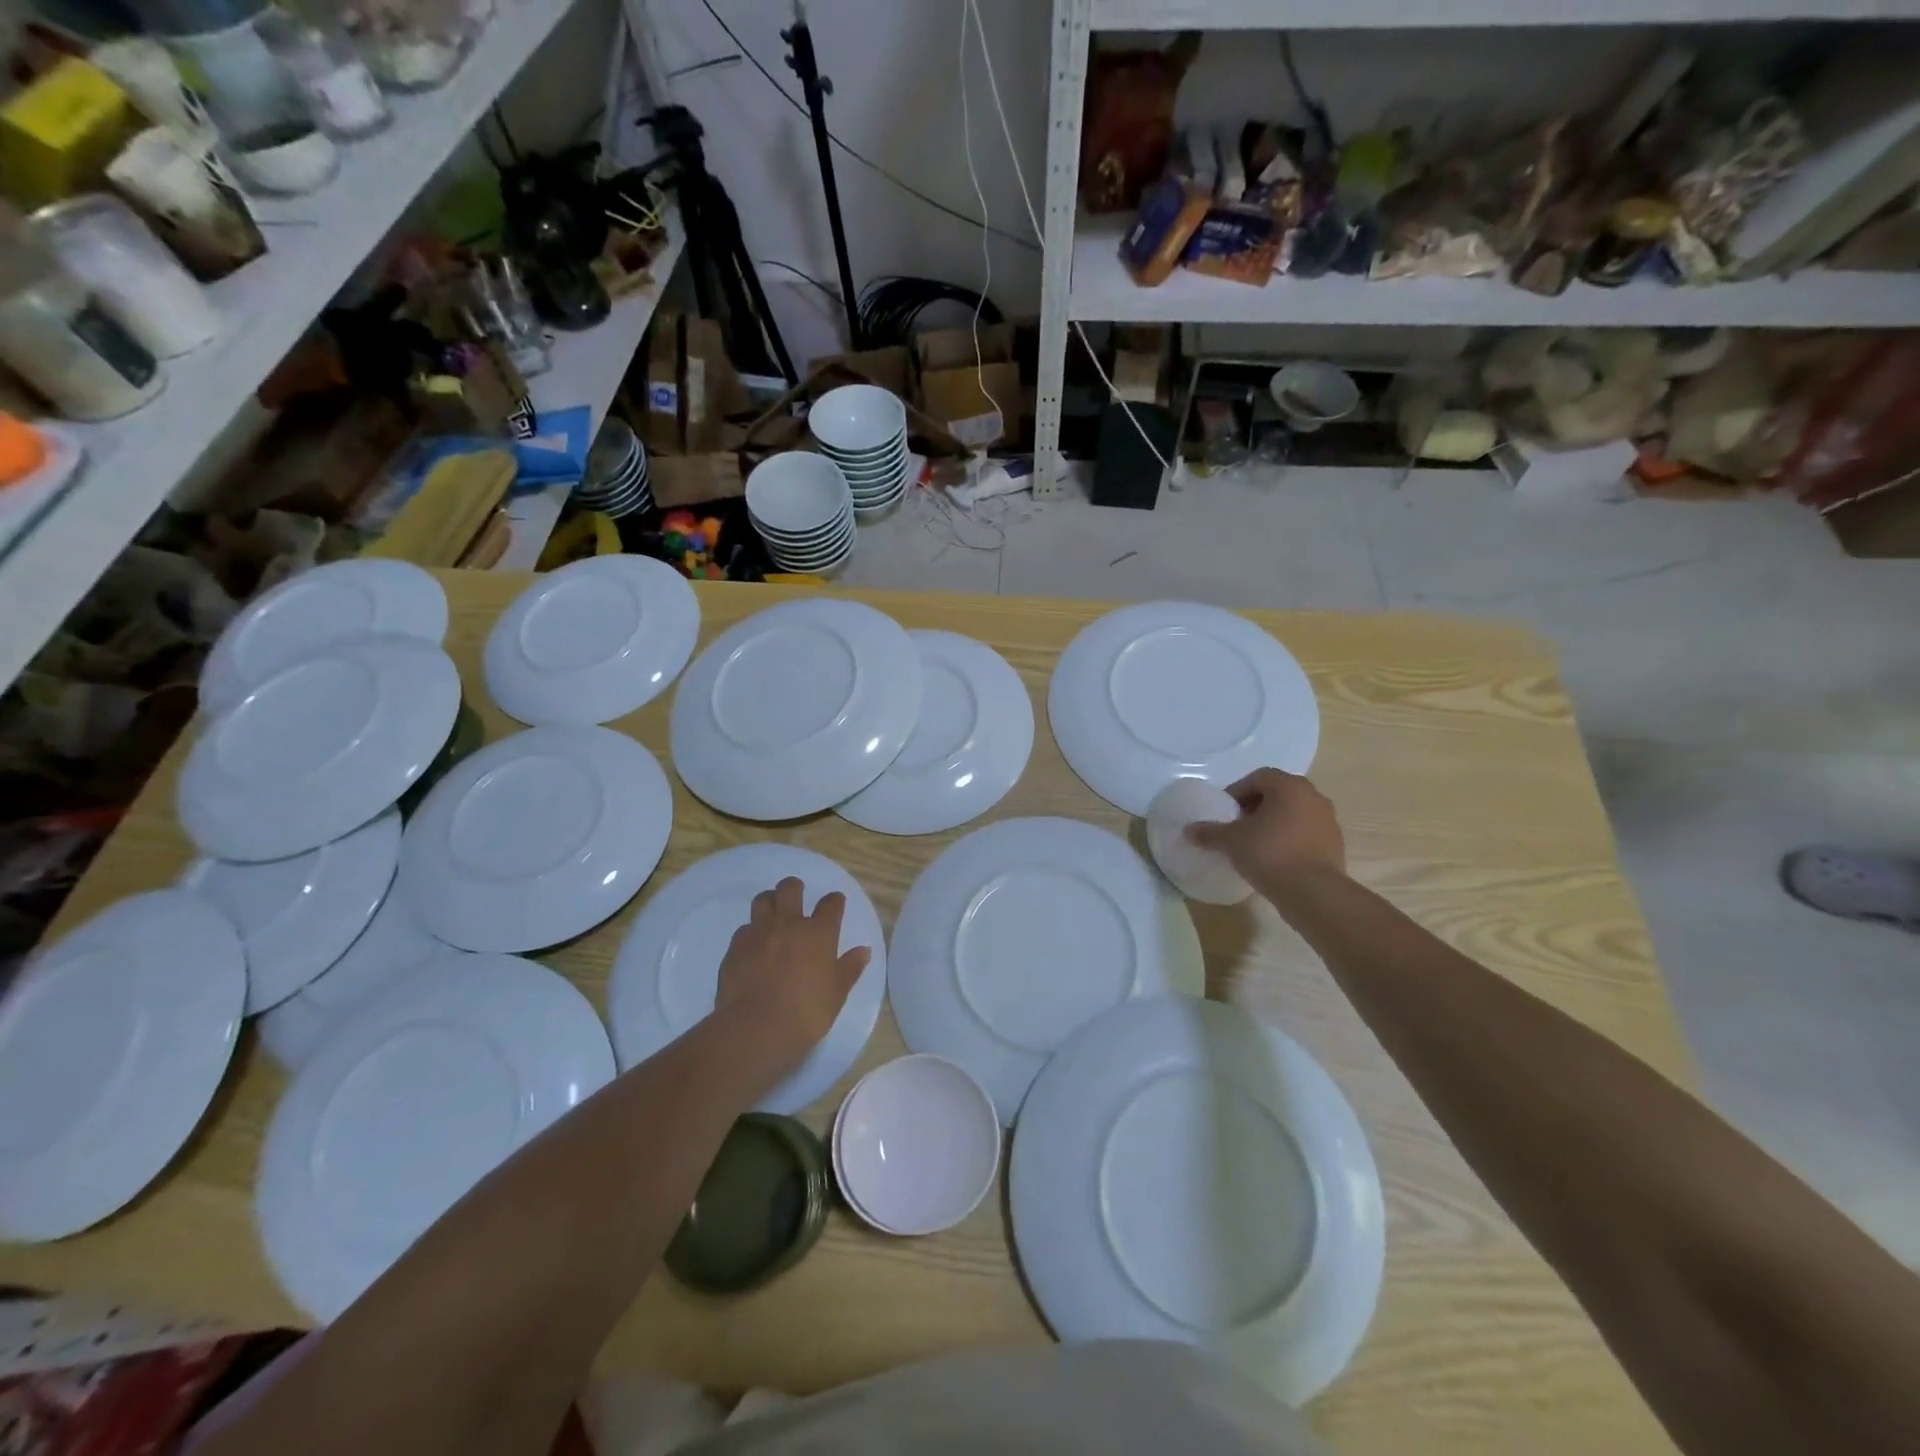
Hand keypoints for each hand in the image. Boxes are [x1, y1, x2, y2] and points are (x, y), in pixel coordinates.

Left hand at [714, 877, 870, 1064]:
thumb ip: (850, 968)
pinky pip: (744, 929)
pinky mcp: (735, 948)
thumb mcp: (837, 993)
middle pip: (790, 889)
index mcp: (819, 932)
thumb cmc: (806, 1012)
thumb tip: (863, 951)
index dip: (834, 901)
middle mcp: (789, 924)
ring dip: (769, 901)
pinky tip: (753, 946)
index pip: (831, 904)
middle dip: (795, 888)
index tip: (835, 903)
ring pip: (762, 900)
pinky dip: (751, 933)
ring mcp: (759, 933)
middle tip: (797, 896)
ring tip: (773, 913)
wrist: (756, 1028)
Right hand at [1186, 769, 1345, 895]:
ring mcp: (1328, 821)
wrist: (1313, 893)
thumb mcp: (1231, 841)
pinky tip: (1274, 858)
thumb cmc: (1269, 854)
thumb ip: (1209, 832)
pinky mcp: (1334, 844)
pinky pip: (1305, 833)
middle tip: (1237, 825)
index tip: (1225, 811)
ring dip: (1273, 822)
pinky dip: (1288, 838)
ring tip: (1254, 843)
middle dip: (1255, 806)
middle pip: (1278, 793)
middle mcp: (1313, 797)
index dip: (1237, 791)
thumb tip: (1188, 830)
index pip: (1258, 777)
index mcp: (1289, 786)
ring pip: (1293, 813)